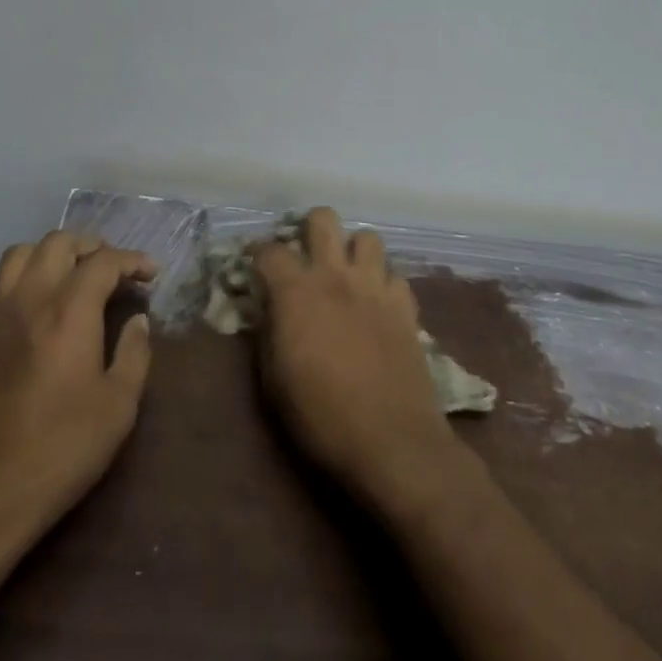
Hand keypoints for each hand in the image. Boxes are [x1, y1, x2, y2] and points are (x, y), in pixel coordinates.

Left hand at [0, 231, 156, 554]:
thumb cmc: (57, 453)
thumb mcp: (117, 410)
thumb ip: (134, 355)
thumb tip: (138, 320)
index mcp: (68, 310)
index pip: (104, 262)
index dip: (132, 261)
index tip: (151, 274)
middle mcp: (28, 298)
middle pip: (59, 242)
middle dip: (92, 246)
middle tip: (114, 270)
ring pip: (21, 253)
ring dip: (53, 253)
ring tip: (74, 275)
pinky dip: (24, 275)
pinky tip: (37, 304)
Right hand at [252, 207, 457, 502]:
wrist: (391, 441)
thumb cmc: (321, 416)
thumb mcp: (273, 380)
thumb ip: (268, 332)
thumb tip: (268, 309)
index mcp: (296, 291)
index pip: (270, 250)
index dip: (258, 254)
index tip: (256, 267)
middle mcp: (335, 275)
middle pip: (324, 219)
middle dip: (311, 228)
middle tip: (306, 255)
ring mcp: (375, 287)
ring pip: (368, 237)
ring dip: (354, 251)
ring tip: (347, 275)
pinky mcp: (405, 306)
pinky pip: (395, 276)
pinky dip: (384, 284)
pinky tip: (378, 305)